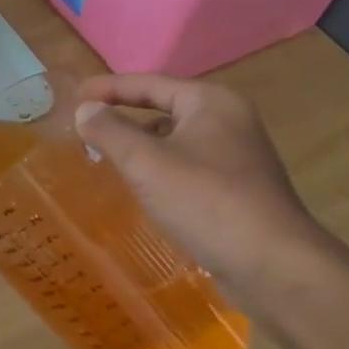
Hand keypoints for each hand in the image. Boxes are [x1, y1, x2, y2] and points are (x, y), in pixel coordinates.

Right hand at [74, 74, 327, 299]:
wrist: (273, 265)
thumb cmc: (206, 202)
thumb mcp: (147, 163)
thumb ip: (110, 131)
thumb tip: (86, 109)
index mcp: (211, 102)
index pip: (150, 84)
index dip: (110, 88)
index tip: (75, 94)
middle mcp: (229, 120)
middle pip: (165, 108)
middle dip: (125, 116)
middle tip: (88, 126)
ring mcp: (238, 156)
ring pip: (177, 139)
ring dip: (142, 145)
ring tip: (108, 157)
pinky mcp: (239, 188)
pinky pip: (189, 166)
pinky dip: (161, 169)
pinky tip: (144, 188)